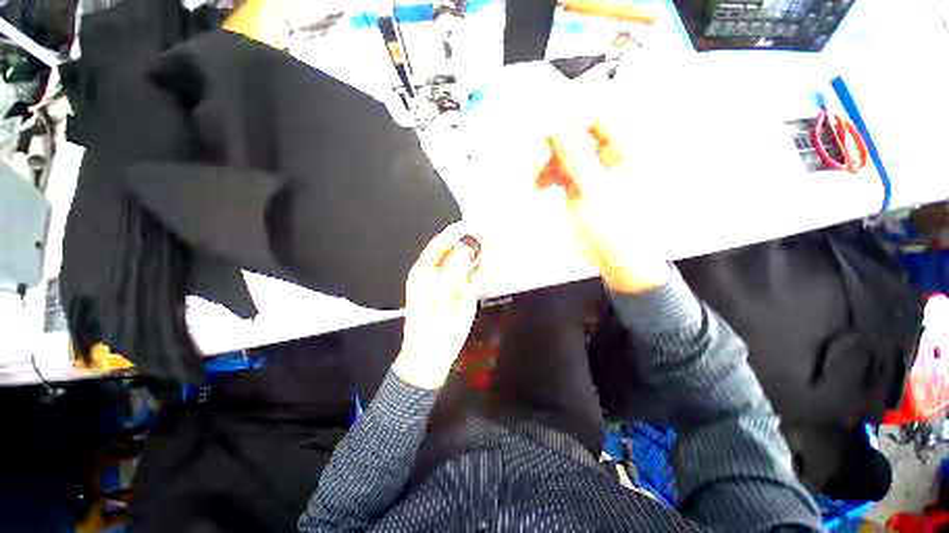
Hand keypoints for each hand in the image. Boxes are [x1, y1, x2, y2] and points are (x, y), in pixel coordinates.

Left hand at [393, 223, 480, 389]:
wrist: (434, 350)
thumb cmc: (428, 323)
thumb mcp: (438, 293)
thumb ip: (452, 269)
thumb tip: (462, 248)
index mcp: (425, 271)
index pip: (439, 246)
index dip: (452, 234)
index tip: (466, 224)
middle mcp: (439, 273)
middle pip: (455, 252)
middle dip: (467, 242)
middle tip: (481, 234)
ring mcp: (453, 282)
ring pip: (466, 262)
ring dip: (475, 254)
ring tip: (486, 245)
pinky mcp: (465, 292)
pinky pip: (475, 276)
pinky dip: (480, 269)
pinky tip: (485, 265)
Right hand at [538, 121, 670, 293]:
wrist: (613, 257)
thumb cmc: (619, 226)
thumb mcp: (598, 191)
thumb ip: (578, 158)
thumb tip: (559, 125)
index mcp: (625, 148)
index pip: (597, 113)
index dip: (570, 113)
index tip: (546, 122)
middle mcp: (606, 154)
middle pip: (574, 132)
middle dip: (552, 141)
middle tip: (536, 155)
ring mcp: (588, 169)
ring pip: (560, 152)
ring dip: (543, 160)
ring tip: (533, 174)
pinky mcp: (574, 184)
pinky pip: (554, 170)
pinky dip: (543, 176)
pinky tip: (537, 187)